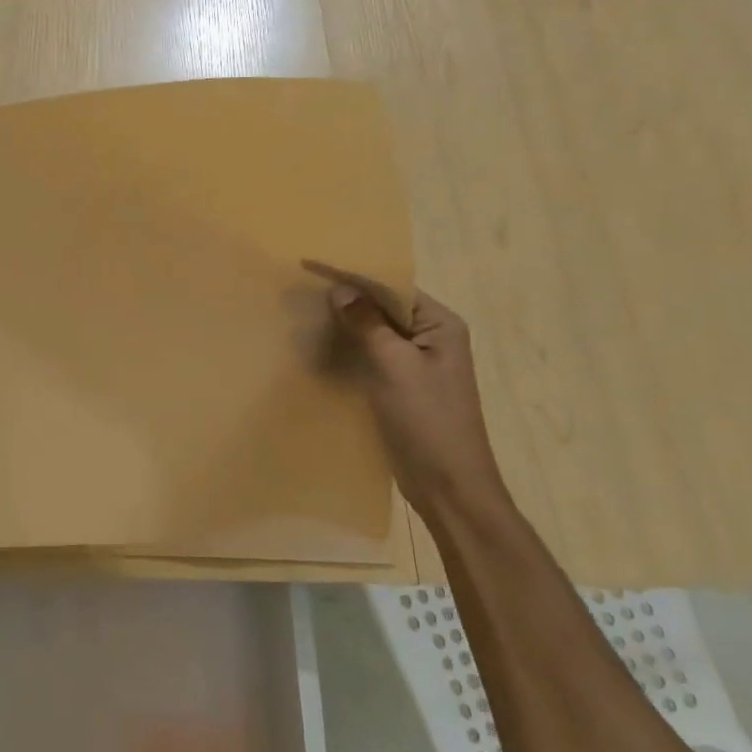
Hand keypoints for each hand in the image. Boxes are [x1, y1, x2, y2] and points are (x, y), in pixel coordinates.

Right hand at [303, 261, 505, 512]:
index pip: (391, 287)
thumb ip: (367, 324)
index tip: (312, 265)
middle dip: (346, 296)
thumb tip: (340, 289)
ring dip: (345, 322)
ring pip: (375, 331)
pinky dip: (349, 347)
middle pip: (383, 306)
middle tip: (302, 285)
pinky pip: (372, 355)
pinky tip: (322, 346)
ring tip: (305, 311)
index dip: (352, 275)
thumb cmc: (427, 420)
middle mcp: (432, 337)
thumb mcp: (395, 366)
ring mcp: (417, 363)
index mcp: (440, 324)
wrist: (449, 486)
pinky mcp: (402, 386)